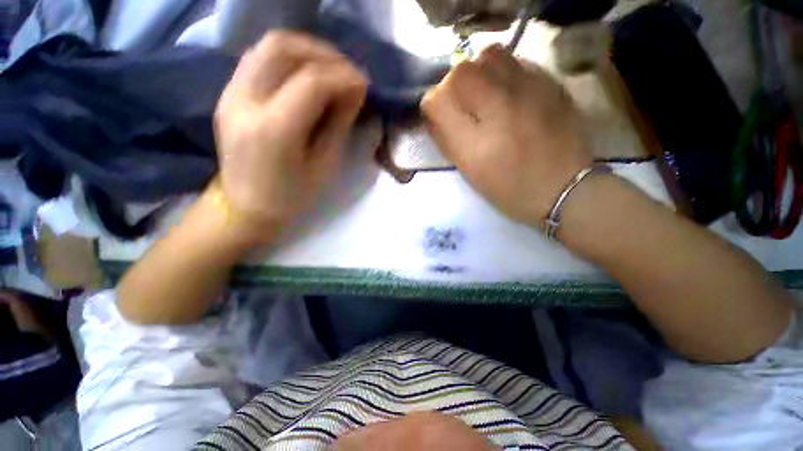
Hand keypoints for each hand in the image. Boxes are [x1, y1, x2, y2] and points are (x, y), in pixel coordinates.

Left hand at [214, 31, 367, 240]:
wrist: (246, 208)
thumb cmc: (292, 197)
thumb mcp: (324, 165)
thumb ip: (339, 123)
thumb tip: (355, 91)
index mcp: (275, 129)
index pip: (312, 81)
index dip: (343, 76)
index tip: (364, 84)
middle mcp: (245, 101)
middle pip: (283, 48)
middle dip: (323, 53)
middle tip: (348, 72)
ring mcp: (230, 94)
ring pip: (268, 47)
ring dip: (305, 50)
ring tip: (330, 69)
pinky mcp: (228, 94)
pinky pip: (259, 60)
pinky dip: (288, 59)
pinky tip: (306, 75)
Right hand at [421, 45, 591, 226]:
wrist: (563, 187)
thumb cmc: (509, 189)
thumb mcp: (470, 172)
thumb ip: (447, 141)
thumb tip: (435, 115)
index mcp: (474, 144)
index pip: (437, 101)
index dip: (433, 105)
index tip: (439, 114)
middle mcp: (498, 110)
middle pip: (461, 71)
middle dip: (453, 85)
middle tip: (462, 103)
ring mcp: (528, 91)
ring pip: (489, 55)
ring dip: (479, 71)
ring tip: (484, 91)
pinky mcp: (550, 83)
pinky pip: (516, 61)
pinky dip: (503, 71)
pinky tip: (508, 91)